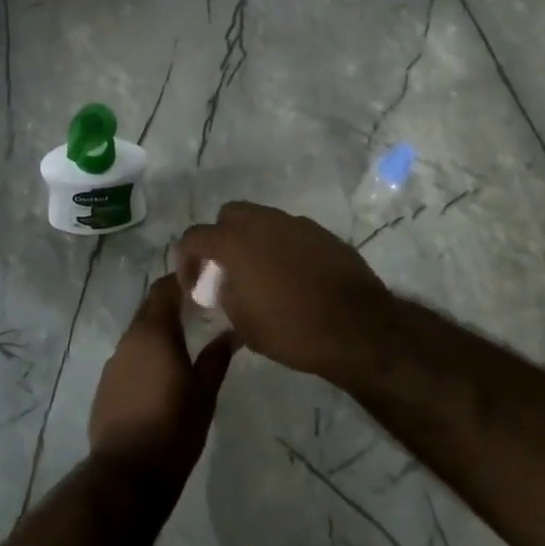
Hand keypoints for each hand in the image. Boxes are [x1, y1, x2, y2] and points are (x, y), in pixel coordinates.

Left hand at [88, 274, 238, 486]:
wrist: (126, 474)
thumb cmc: (173, 428)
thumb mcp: (204, 393)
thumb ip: (217, 358)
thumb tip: (233, 332)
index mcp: (154, 333)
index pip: (164, 289)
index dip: (182, 280)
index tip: (204, 281)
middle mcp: (129, 339)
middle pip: (150, 308)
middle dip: (172, 304)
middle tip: (200, 309)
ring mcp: (114, 362)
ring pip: (139, 333)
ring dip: (159, 330)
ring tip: (185, 342)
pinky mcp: (106, 384)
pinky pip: (129, 356)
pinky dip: (146, 354)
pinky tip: (162, 372)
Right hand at [177, 202, 392, 381]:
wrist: (358, 328)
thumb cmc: (292, 330)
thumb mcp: (243, 323)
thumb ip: (224, 295)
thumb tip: (220, 285)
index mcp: (235, 242)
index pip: (194, 237)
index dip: (186, 259)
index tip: (193, 284)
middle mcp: (262, 222)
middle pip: (229, 215)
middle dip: (221, 238)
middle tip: (226, 269)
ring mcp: (295, 224)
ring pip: (261, 219)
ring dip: (252, 240)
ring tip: (259, 273)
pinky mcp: (321, 232)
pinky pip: (289, 231)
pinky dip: (280, 246)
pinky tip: (290, 275)